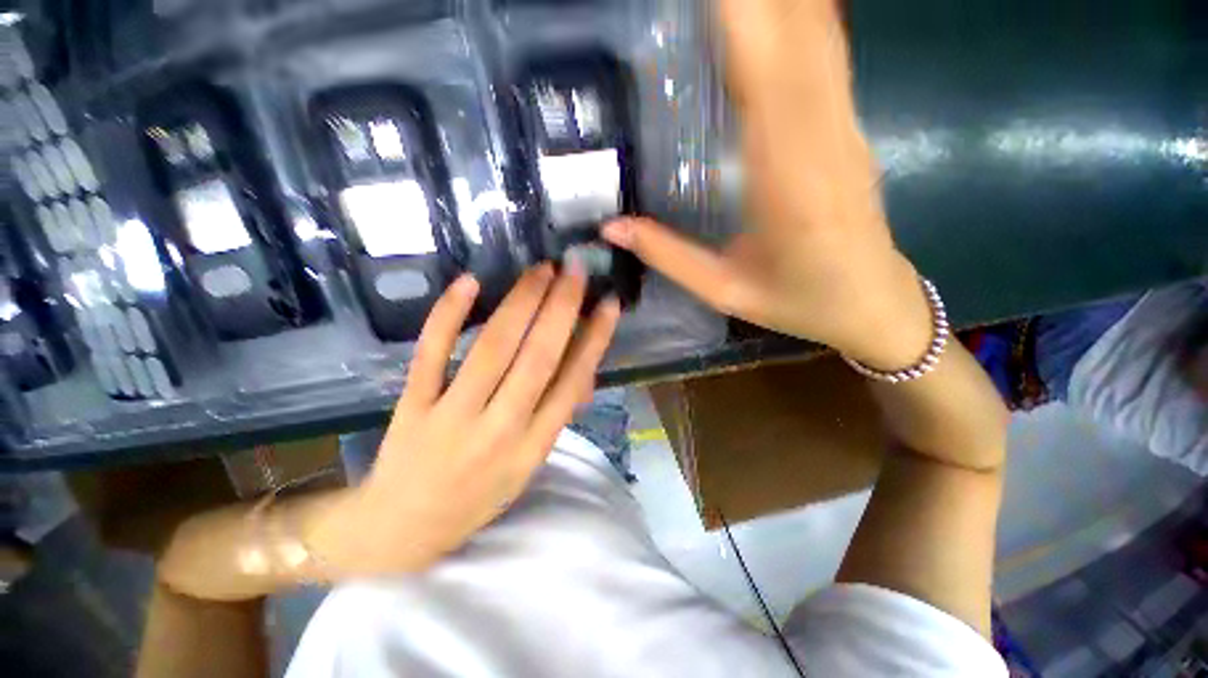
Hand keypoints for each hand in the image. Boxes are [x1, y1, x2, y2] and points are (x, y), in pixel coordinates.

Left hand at [320, 264, 620, 574]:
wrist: (403, 528)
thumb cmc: (477, 496)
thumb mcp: (529, 466)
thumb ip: (556, 415)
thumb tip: (583, 368)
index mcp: (534, 445)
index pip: (572, 382)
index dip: (594, 339)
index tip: (608, 304)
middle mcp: (500, 429)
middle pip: (537, 357)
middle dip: (561, 308)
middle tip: (574, 269)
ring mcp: (453, 415)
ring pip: (493, 348)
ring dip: (520, 303)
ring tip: (539, 271)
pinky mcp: (414, 405)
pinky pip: (431, 353)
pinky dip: (449, 315)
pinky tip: (468, 282)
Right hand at [603, 0, 931, 370]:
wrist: (872, 304)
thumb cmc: (800, 303)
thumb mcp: (725, 292)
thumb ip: (668, 257)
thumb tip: (612, 227)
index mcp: (790, 181)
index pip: (763, 71)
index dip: (736, 14)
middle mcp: (825, 136)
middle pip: (796, 31)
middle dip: (749, 0)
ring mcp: (845, 124)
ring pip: (818, 30)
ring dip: (777, 1)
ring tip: (727, 0)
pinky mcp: (849, 124)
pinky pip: (826, 51)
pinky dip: (800, 13)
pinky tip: (774, 8)